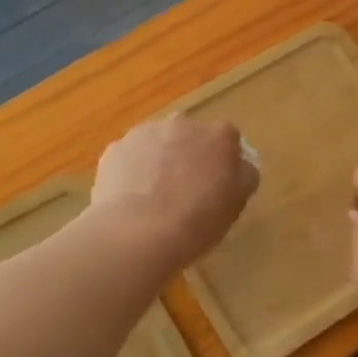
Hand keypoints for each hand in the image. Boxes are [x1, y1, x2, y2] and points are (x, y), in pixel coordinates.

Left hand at [93, 115, 258, 265]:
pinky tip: (132, 200)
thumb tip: (239, 165)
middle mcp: (183, 124)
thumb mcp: (237, 202)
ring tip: (154, 198)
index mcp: (219, 136)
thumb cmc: (198, 219)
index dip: (222, 163)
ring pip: (157, 144)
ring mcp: (145, 133)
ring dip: (159, 161)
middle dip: (189, 156)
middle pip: (190, 137)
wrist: (137, 232)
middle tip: (185, 191)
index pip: (228, 141)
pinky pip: (130, 158)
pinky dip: (133, 172)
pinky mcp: (114, 149)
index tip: (217, 185)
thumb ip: (244, 176)